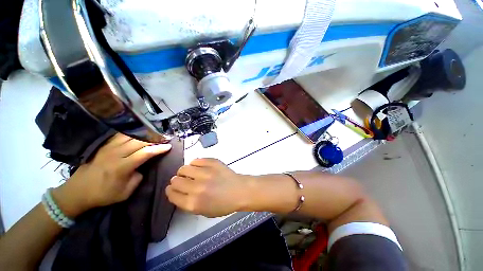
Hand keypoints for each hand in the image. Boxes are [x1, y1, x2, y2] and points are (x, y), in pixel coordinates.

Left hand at [52, 133, 171, 216]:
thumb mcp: (125, 193)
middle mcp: (115, 154)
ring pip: (130, 136)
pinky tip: (139, 135)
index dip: (158, 148)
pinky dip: (132, 134)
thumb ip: (137, 178)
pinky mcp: (103, 146)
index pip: (145, 153)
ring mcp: (108, 148)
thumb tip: (142, 167)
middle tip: (165, 139)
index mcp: (121, 167)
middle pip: (139, 141)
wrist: (77, 192)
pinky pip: (121, 136)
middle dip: (155, 139)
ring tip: (154, 136)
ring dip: (144, 135)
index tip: (168, 146)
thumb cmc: (102, 195)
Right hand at [166, 158, 249, 217]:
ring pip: (184, 168)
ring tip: (191, 173)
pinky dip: (196, 164)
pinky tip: (201, 167)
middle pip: (175, 180)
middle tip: (184, 180)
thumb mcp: (203, 211)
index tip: (173, 188)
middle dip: (177, 181)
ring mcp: (205, 173)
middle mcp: (196, 188)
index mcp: (193, 203)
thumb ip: (188, 203)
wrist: (239, 190)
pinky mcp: (212, 162)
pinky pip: (196, 160)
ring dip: (185, 171)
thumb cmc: (223, 204)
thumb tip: (179, 192)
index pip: (172, 194)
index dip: (171, 191)